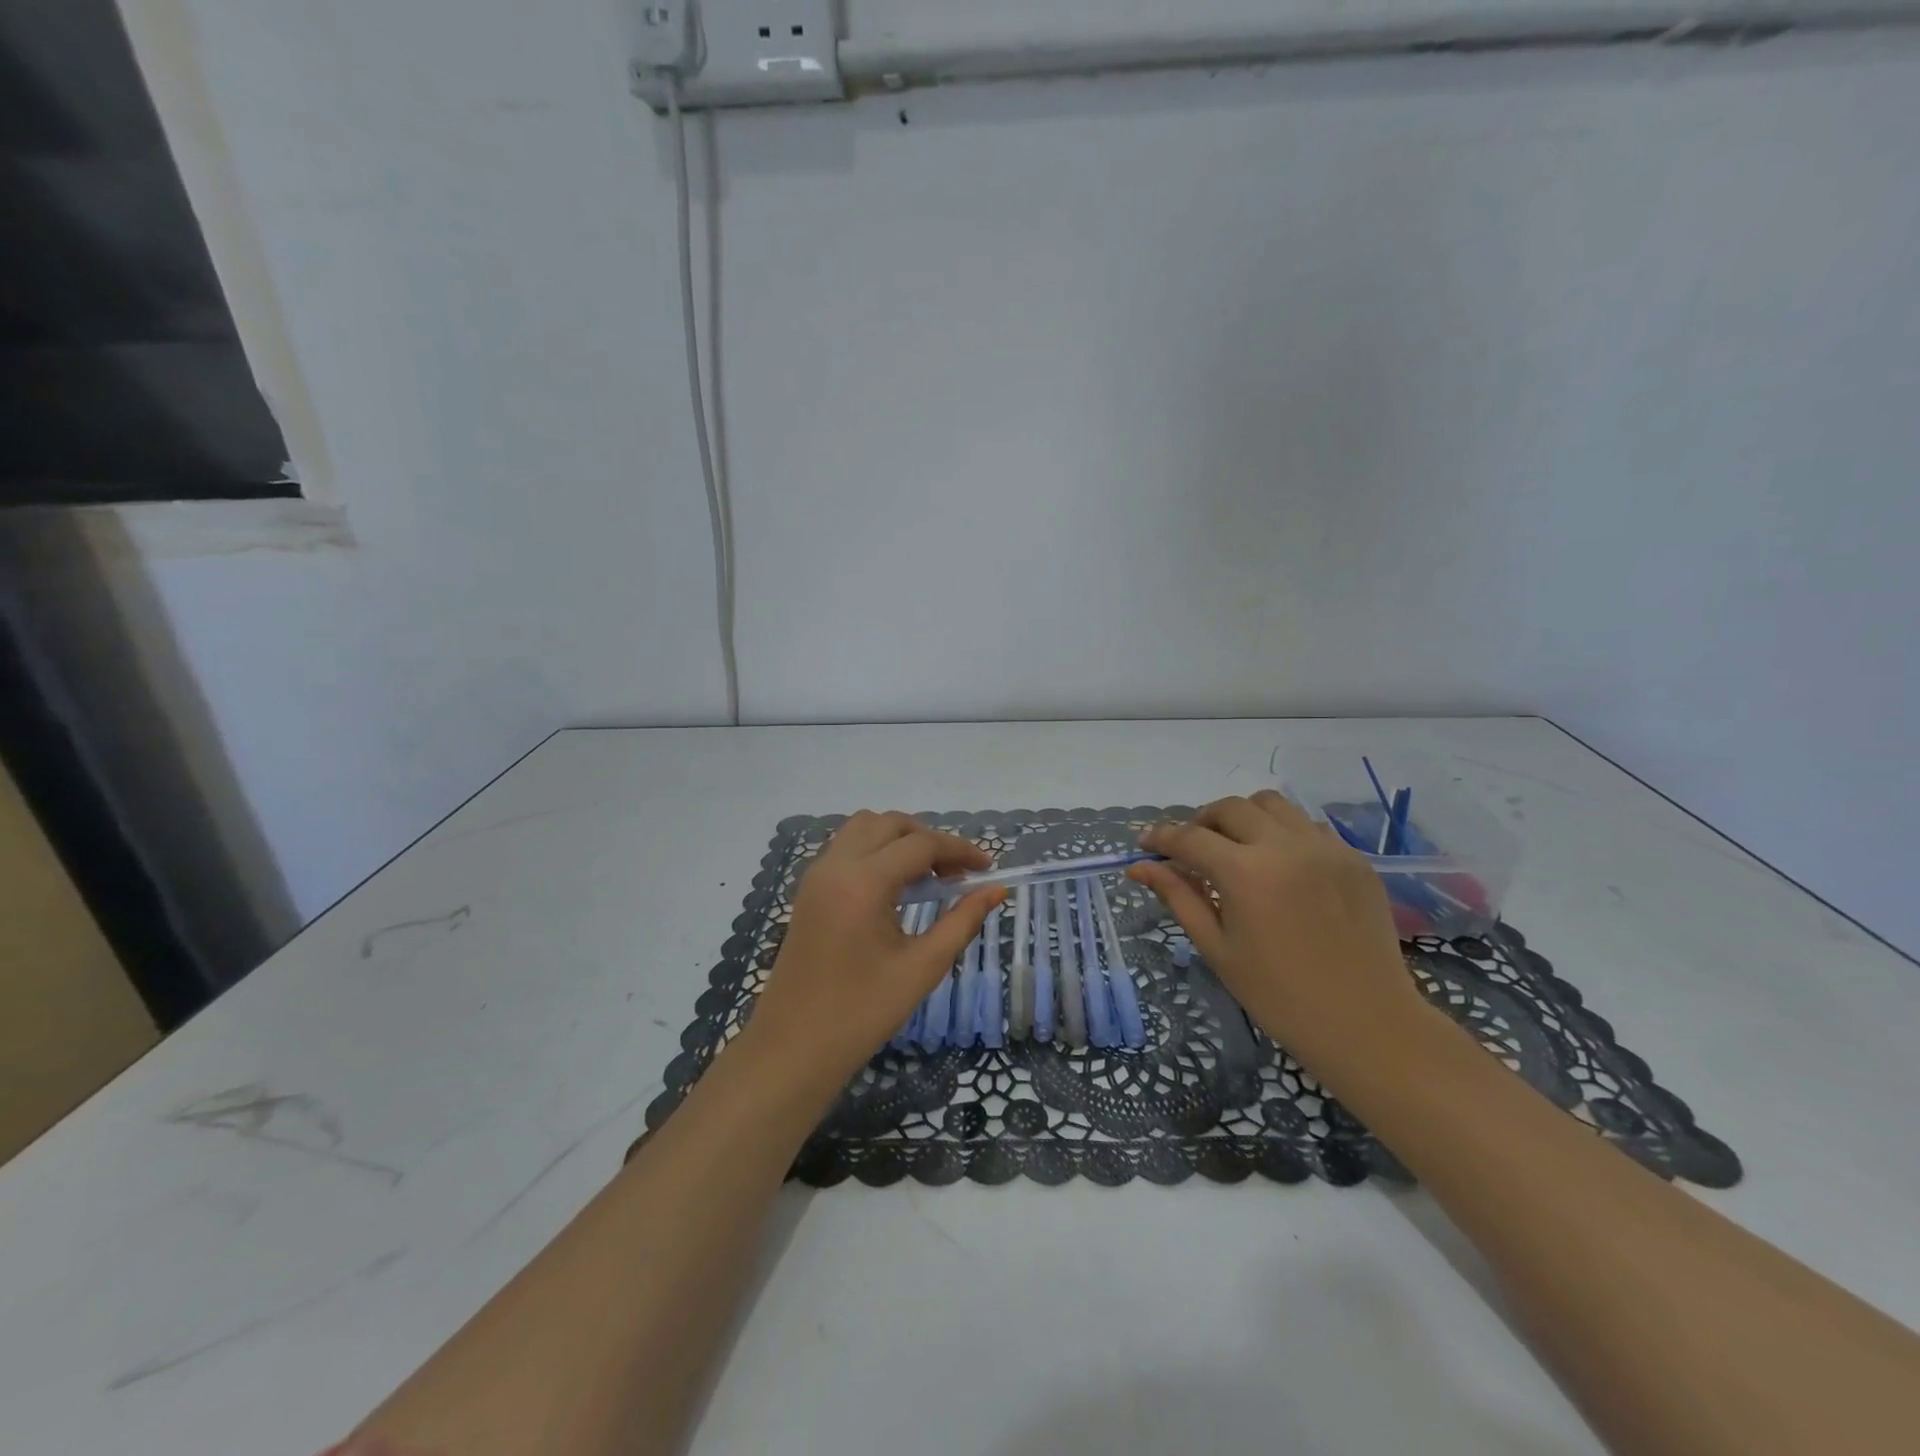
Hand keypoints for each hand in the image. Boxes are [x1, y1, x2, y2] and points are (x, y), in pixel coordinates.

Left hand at [745, 811, 1002, 1088]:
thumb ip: (962, 921)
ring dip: (899, 839)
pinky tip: (894, 887)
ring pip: (863, 828)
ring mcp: (816, 875)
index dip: (959, 850)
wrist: (793, 1048)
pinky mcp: (808, 889)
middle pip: (890, 824)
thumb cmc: (862, 1012)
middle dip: (929, 839)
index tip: (987, 868)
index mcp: (863, 882)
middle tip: (957, 873)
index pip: (920, 844)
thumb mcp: (922, 967)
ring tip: (926, 876)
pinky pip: (845, 848)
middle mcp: (835, 865)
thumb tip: (996, 891)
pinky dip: (875, 850)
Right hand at [1129, 791, 1427, 1082]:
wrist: (1366, 1024)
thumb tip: (1139, 866)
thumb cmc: (1279, 996)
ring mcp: (1325, 848)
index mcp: (1246, 873)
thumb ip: (1178, 897)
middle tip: (1191, 850)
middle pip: (1230, 808)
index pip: (1190, 837)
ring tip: (1236, 849)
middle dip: (1201, 822)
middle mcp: (1285, 846)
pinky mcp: (1353, 858)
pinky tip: (1279, 865)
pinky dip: (1282, 832)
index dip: (1161, 837)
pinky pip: (1308, 826)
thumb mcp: (1217, 948)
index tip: (1145, 843)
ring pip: (1272, 805)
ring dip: (1244, 817)